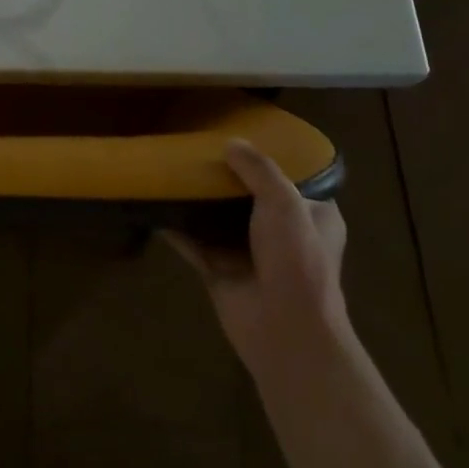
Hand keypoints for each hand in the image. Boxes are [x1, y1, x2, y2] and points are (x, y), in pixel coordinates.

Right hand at [163, 139, 349, 375]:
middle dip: (227, 178)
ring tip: (174, 169)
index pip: (294, 180)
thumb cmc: (296, 259)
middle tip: (200, 149)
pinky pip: (193, 244)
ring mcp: (250, 254)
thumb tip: (231, 144)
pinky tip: (155, 205)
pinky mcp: (221, 272)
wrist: (284, 328)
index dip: (271, 160)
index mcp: (313, 216)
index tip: (243, 139)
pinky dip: (176, 228)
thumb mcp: (285, 202)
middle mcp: (283, 234)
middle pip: (250, 197)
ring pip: (220, 219)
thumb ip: (258, 169)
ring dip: (199, 201)